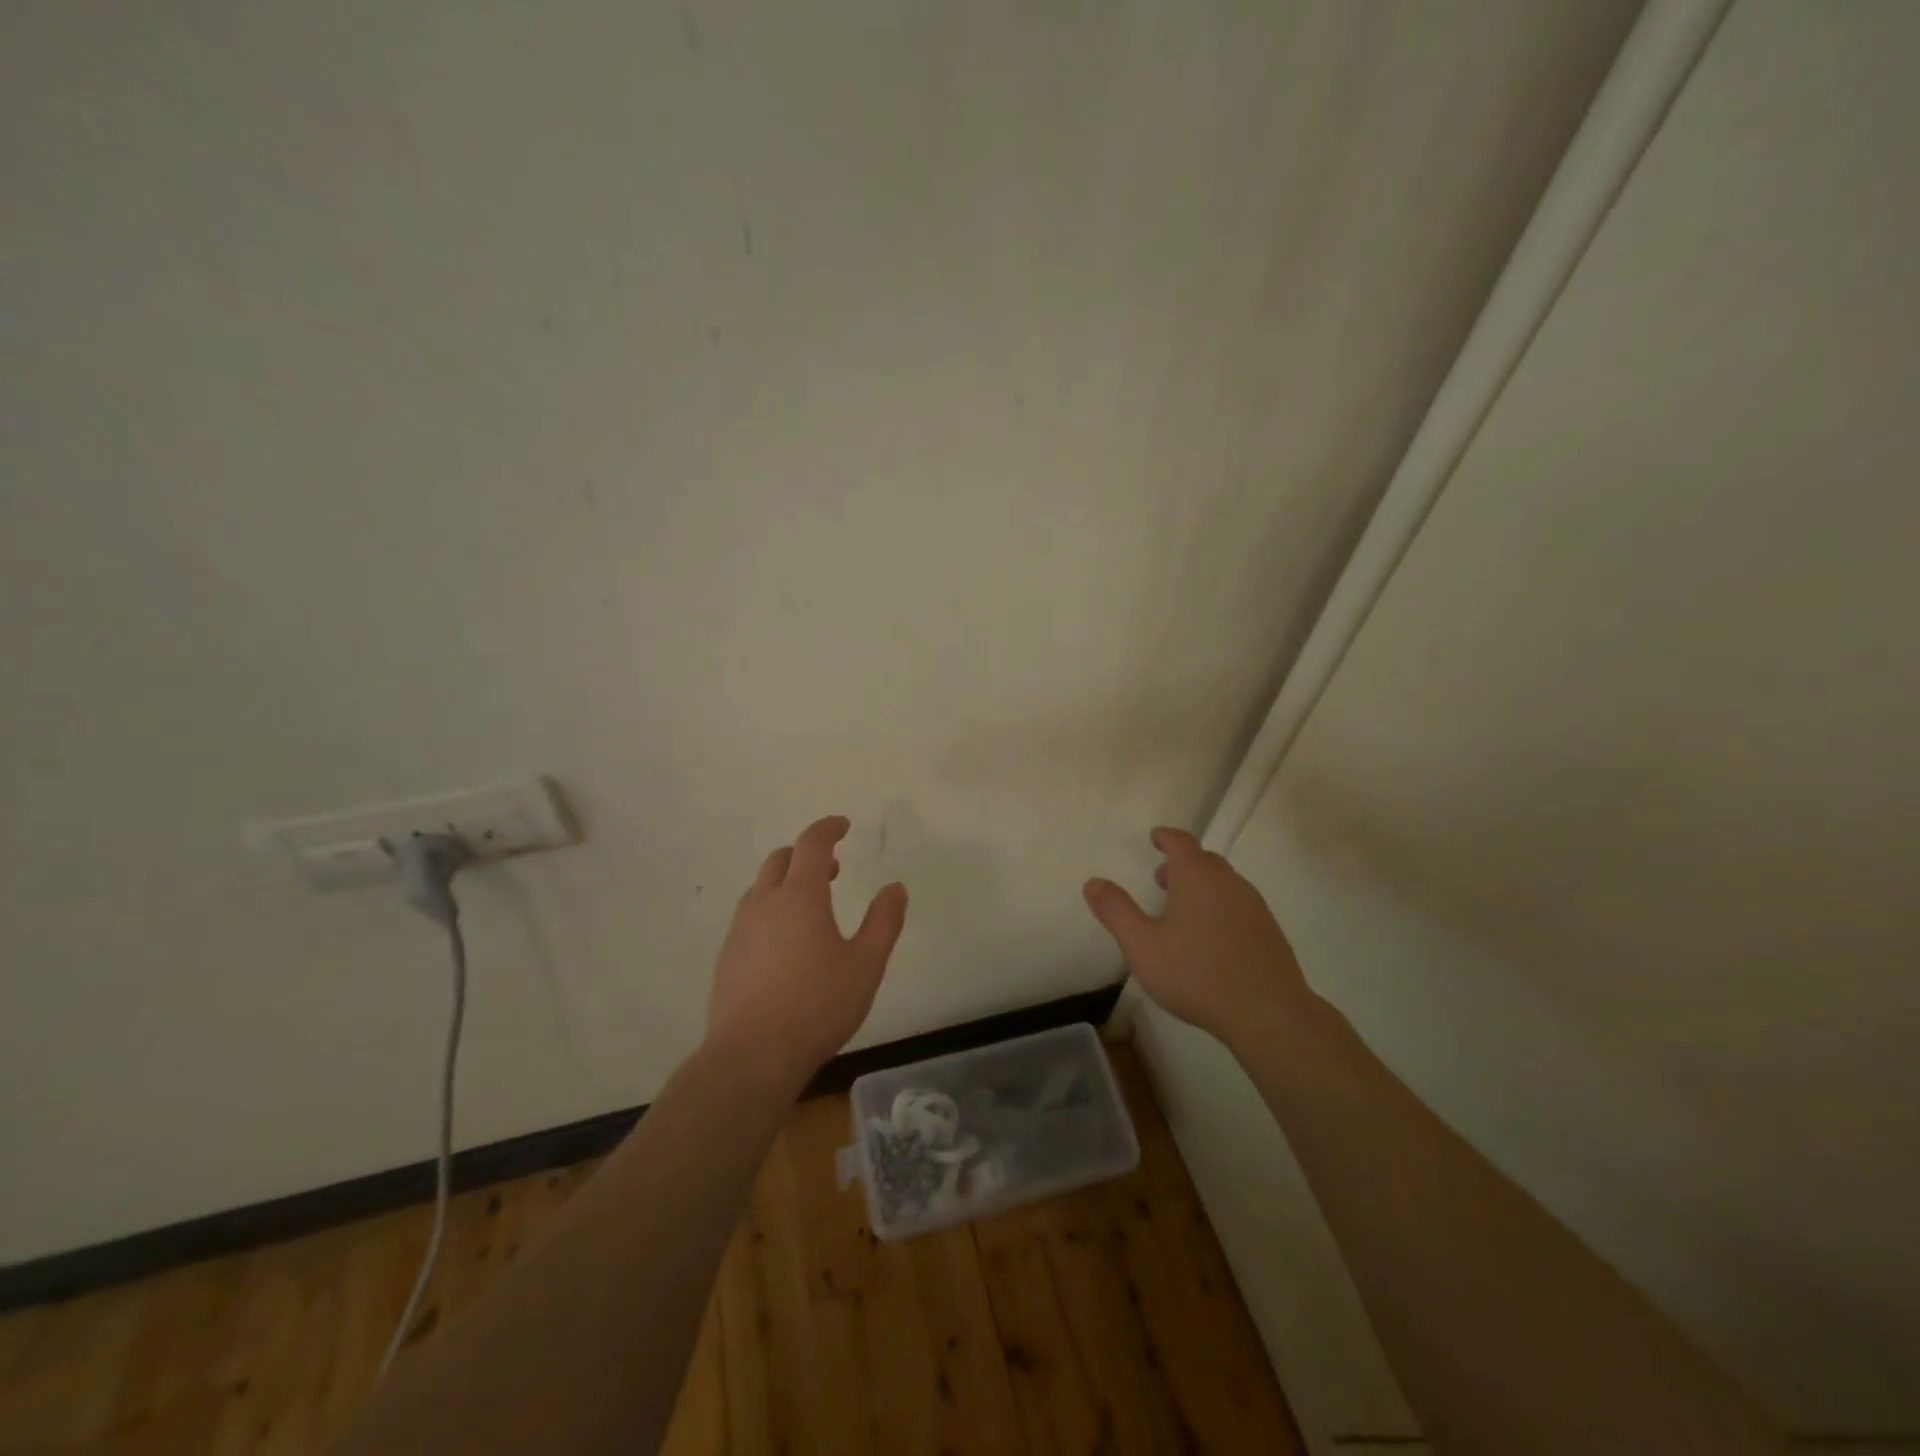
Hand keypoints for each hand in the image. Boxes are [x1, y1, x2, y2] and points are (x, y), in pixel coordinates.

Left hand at [707, 815, 908, 1087]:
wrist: (751, 1056)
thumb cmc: (817, 1006)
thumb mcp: (865, 965)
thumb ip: (883, 922)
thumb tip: (896, 888)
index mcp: (800, 896)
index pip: (811, 844)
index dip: (828, 828)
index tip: (843, 825)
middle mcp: (764, 903)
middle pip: (781, 859)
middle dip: (807, 854)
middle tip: (833, 869)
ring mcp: (740, 929)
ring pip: (762, 887)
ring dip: (787, 881)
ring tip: (812, 906)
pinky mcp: (727, 955)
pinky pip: (750, 914)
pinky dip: (771, 908)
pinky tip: (786, 943)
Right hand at [1084, 827, 1312, 1044]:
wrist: (1267, 1013)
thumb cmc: (1196, 974)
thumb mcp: (1142, 945)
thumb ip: (1116, 911)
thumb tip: (1093, 882)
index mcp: (1197, 877)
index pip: (1181, 842)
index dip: (1166, 837)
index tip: (1155, 837)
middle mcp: (1228, 882)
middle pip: (1204, 860)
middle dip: (1181, 864)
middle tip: (1161, 879)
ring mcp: (1254, 906)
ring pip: (1223, 883)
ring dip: (1201, 887)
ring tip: (1182, 911)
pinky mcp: (1269, 931)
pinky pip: (1238, 906)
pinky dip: (1219, 907)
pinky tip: (1211, 939)